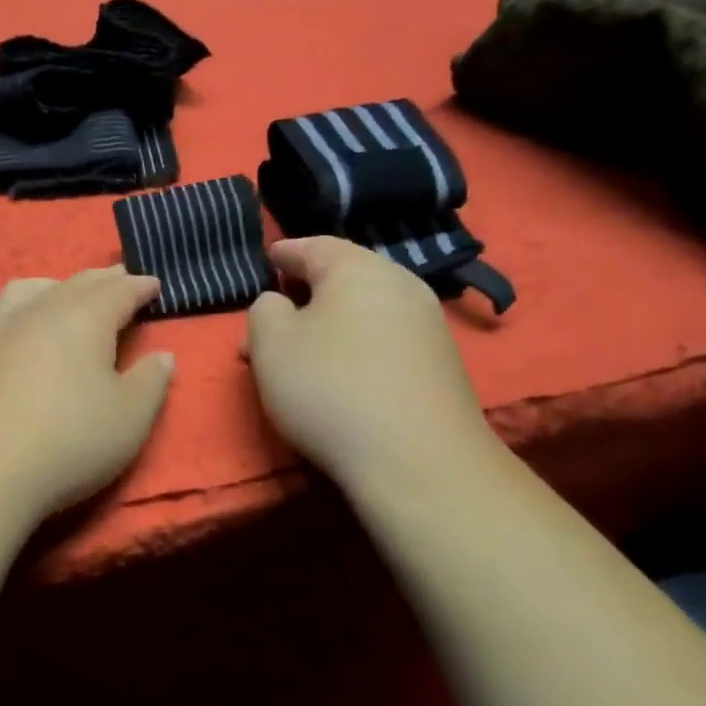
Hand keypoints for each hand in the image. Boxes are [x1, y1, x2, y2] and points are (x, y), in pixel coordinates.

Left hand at [0, 266, 174, 516]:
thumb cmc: (69, 440)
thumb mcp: (130, 417)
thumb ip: (151, 381)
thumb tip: (163, 355)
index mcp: (84, 318)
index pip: (118, 290)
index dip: (140, 286)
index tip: (155, 285)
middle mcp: (41, 311)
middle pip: (76, 283)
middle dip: (104, 280)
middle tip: (121, 281)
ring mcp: (1, 330)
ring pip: (34, 289)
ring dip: (59, 285)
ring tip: (69, 295)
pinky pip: (5, 310)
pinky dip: (26, 305)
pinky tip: (24, 328)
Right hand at [245, 238, 495, 488]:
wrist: (417, 459)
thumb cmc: (330, 388)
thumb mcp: (271, 344)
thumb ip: (264, 310)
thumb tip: (279, 303)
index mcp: (358, 268)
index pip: (313, 246)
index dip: (284, 252)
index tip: (268, 258)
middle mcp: (401, 284)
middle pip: (345, 277)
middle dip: (307, 292)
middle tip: (277, 314)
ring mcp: (429, 324)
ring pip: (367, 309)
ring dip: (333, 322)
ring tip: (306, 350)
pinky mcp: (442, 363)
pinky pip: (387, 339)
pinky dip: (359, 345)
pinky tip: (345, 373)